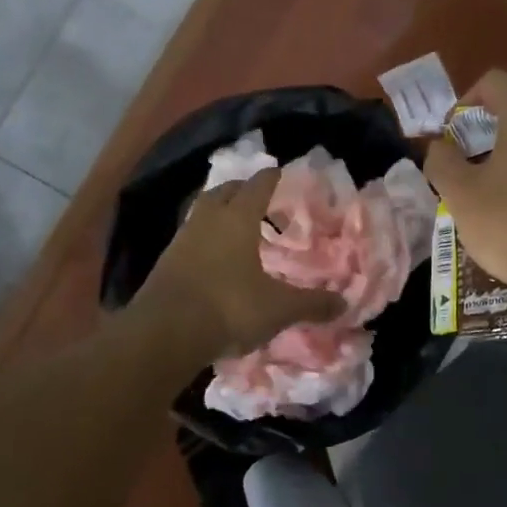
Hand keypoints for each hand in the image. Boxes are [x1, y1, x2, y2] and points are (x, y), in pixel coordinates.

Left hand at [133, 168, 346, 361]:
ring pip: (203, 212)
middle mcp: (207, 220)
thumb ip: (311, 304)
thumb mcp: (278, 308)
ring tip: (237, 225)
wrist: (164, 333)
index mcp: (237, 219)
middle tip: (260, 197)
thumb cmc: (228, 308)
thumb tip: (343, 304)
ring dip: (220, 212)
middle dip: (242, 190)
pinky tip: (214, 256)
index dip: (271, 178)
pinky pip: (190, 237)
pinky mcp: (165, 262)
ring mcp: (182, 240)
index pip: (257, 186)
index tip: (280, 173)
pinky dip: (205, 238)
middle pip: (224, 191)